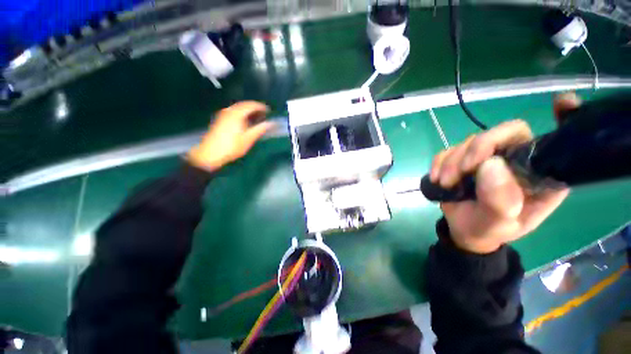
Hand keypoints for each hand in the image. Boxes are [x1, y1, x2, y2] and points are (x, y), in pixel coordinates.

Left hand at [187, 101, 274, 171]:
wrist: (210, 154)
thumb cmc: (232, 146)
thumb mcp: (248, 139)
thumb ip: (260, 129)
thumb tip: (272, 123)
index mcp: (237, 114)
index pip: (251, 105)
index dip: (261, 107)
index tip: (269, 111)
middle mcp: (229, 111)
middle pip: (244, 105)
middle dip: (254, 108)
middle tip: (264, 114)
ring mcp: (223, 115)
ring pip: (238, 108)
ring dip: (248, 110)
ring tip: (257, 117)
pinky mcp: (220, 120)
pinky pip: (233, 111)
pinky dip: (242, 113)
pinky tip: (245, 121)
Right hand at [430, 93, 579, 253]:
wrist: (464, 230)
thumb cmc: (488, 230)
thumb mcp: (498, 224)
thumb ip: (500, 201)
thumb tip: (490, 165)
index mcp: (537, 175)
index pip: (548, 142)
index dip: (562, 119)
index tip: (561, 102)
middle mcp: (515, 160)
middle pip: (499, 134)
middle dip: (475, 150)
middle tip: (460, 173)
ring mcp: (487, 158)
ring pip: (468, 142)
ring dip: (452, 162)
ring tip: (445, 183)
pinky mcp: (463, 159)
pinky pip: (447, 151)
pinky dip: (439, 163)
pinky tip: (438, 178)